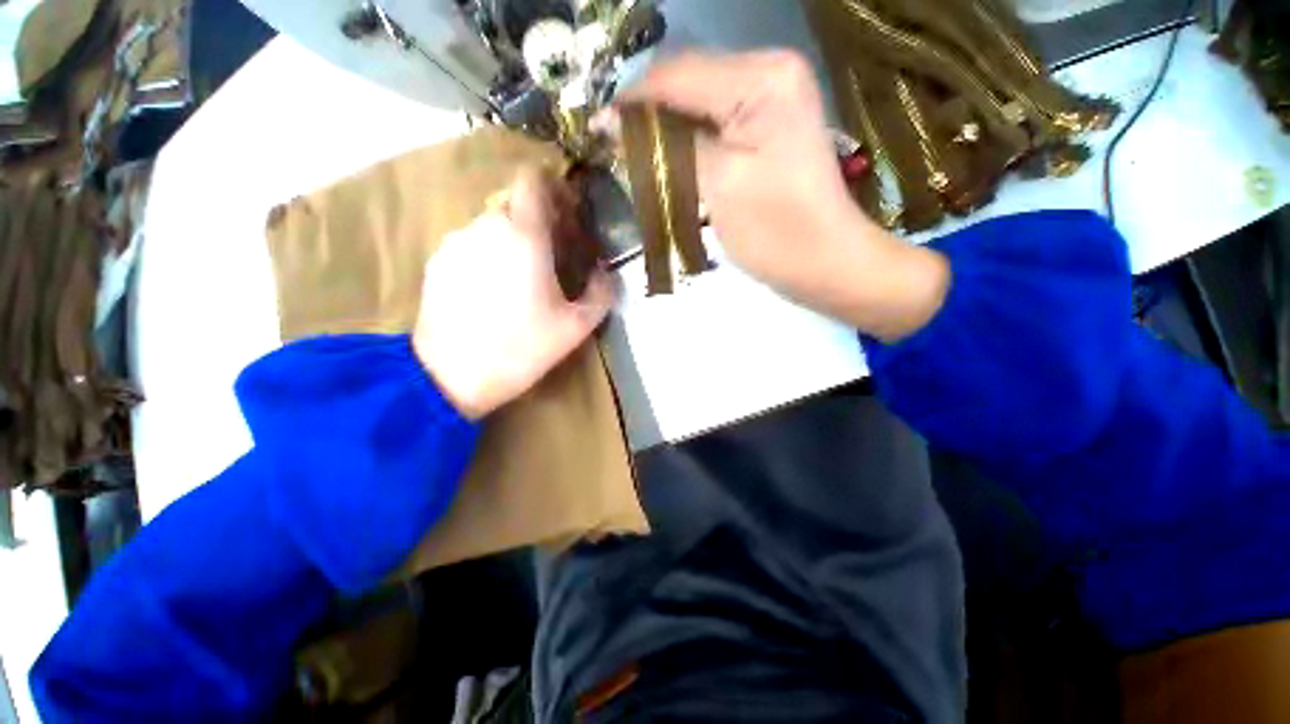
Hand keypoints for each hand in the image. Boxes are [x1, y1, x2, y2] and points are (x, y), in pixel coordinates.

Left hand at [413, 168, 613, 418]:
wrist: (451, 375)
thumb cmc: (522, 347)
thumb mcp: (577, 326)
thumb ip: (602, 292)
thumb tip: (606, 273)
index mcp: (524, 235)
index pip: (534, 180)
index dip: (555, 189)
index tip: (568, 217)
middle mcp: (486, 226)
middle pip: (515, 204)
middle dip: (539, 222)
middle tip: (553, 256)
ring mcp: (457, 242)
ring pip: (492, 225)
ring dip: (513, 240)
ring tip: (521, 279)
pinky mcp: (438, 261)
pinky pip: (471, 244)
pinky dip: (489, 255)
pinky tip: (492, 292)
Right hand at [620, 50, 948, 340]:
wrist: (825, 261)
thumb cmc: (774, 231)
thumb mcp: (715, 184)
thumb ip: (665, 146)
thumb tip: (614, 124)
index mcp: (760, 78)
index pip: (676, 74)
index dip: (631, 102)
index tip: (596, 131)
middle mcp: (769, 70)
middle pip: (687, 80)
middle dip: (647, 114)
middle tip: (613, 148)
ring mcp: (773, 95)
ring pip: (698, 99)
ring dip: (665, 127)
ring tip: (636, 157)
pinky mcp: (770, 121)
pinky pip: (716, 117)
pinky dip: (688, 137)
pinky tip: (670, 158)